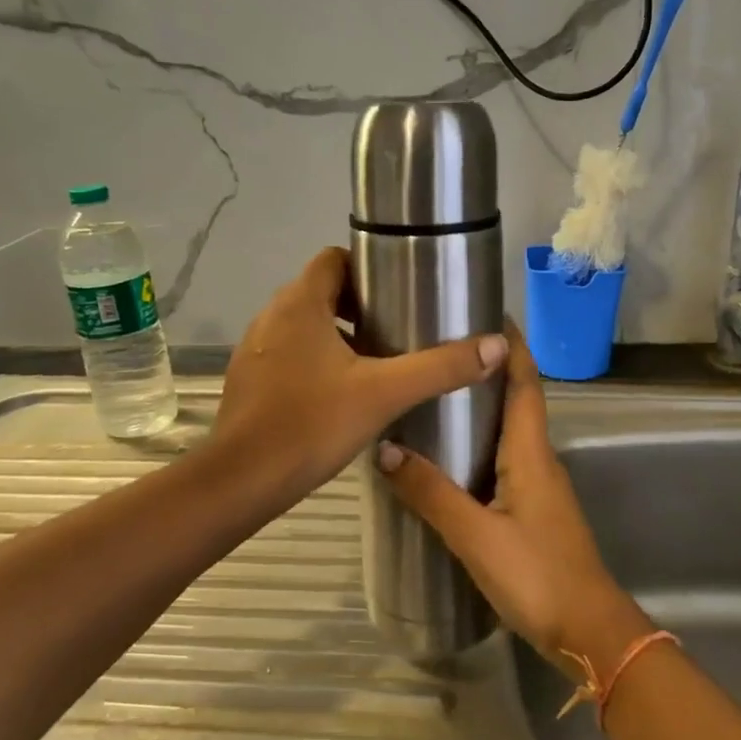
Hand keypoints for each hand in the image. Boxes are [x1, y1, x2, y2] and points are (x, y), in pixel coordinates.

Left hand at [213, 247, 507, 506]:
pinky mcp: (248, 379)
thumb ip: (440, 368)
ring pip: (304, 326)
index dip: (368, 268)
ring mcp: (254, 349)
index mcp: (300, 304)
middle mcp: (271, 316)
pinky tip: (339, 393)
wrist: (244, 480)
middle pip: (321, 292)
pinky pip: (288, 354)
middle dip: (359, 305)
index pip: (334, 259)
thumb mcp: (385, 393)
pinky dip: (314, 360)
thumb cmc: (312, 424)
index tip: (399, 291)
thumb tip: (496, 345)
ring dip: (337, 334)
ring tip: (376, 361)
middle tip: (397, 329)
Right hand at [376, 326, 649, 676]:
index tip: (485, 310)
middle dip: (485, 368)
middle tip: (438, 348)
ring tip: (433, 392)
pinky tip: (444, 456)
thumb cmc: (538, 576)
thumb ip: (431, 493)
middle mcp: (538, 459)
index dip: (510, 344)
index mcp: (531, 452)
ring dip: (480, 406)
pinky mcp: (531, 511)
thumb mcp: (476, 535)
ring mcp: (537, 486)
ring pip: (508, 431)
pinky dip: (477, 444)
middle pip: (515, 399)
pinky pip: (502, 461)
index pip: (525, 382)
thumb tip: (386, 448)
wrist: (589, 633)